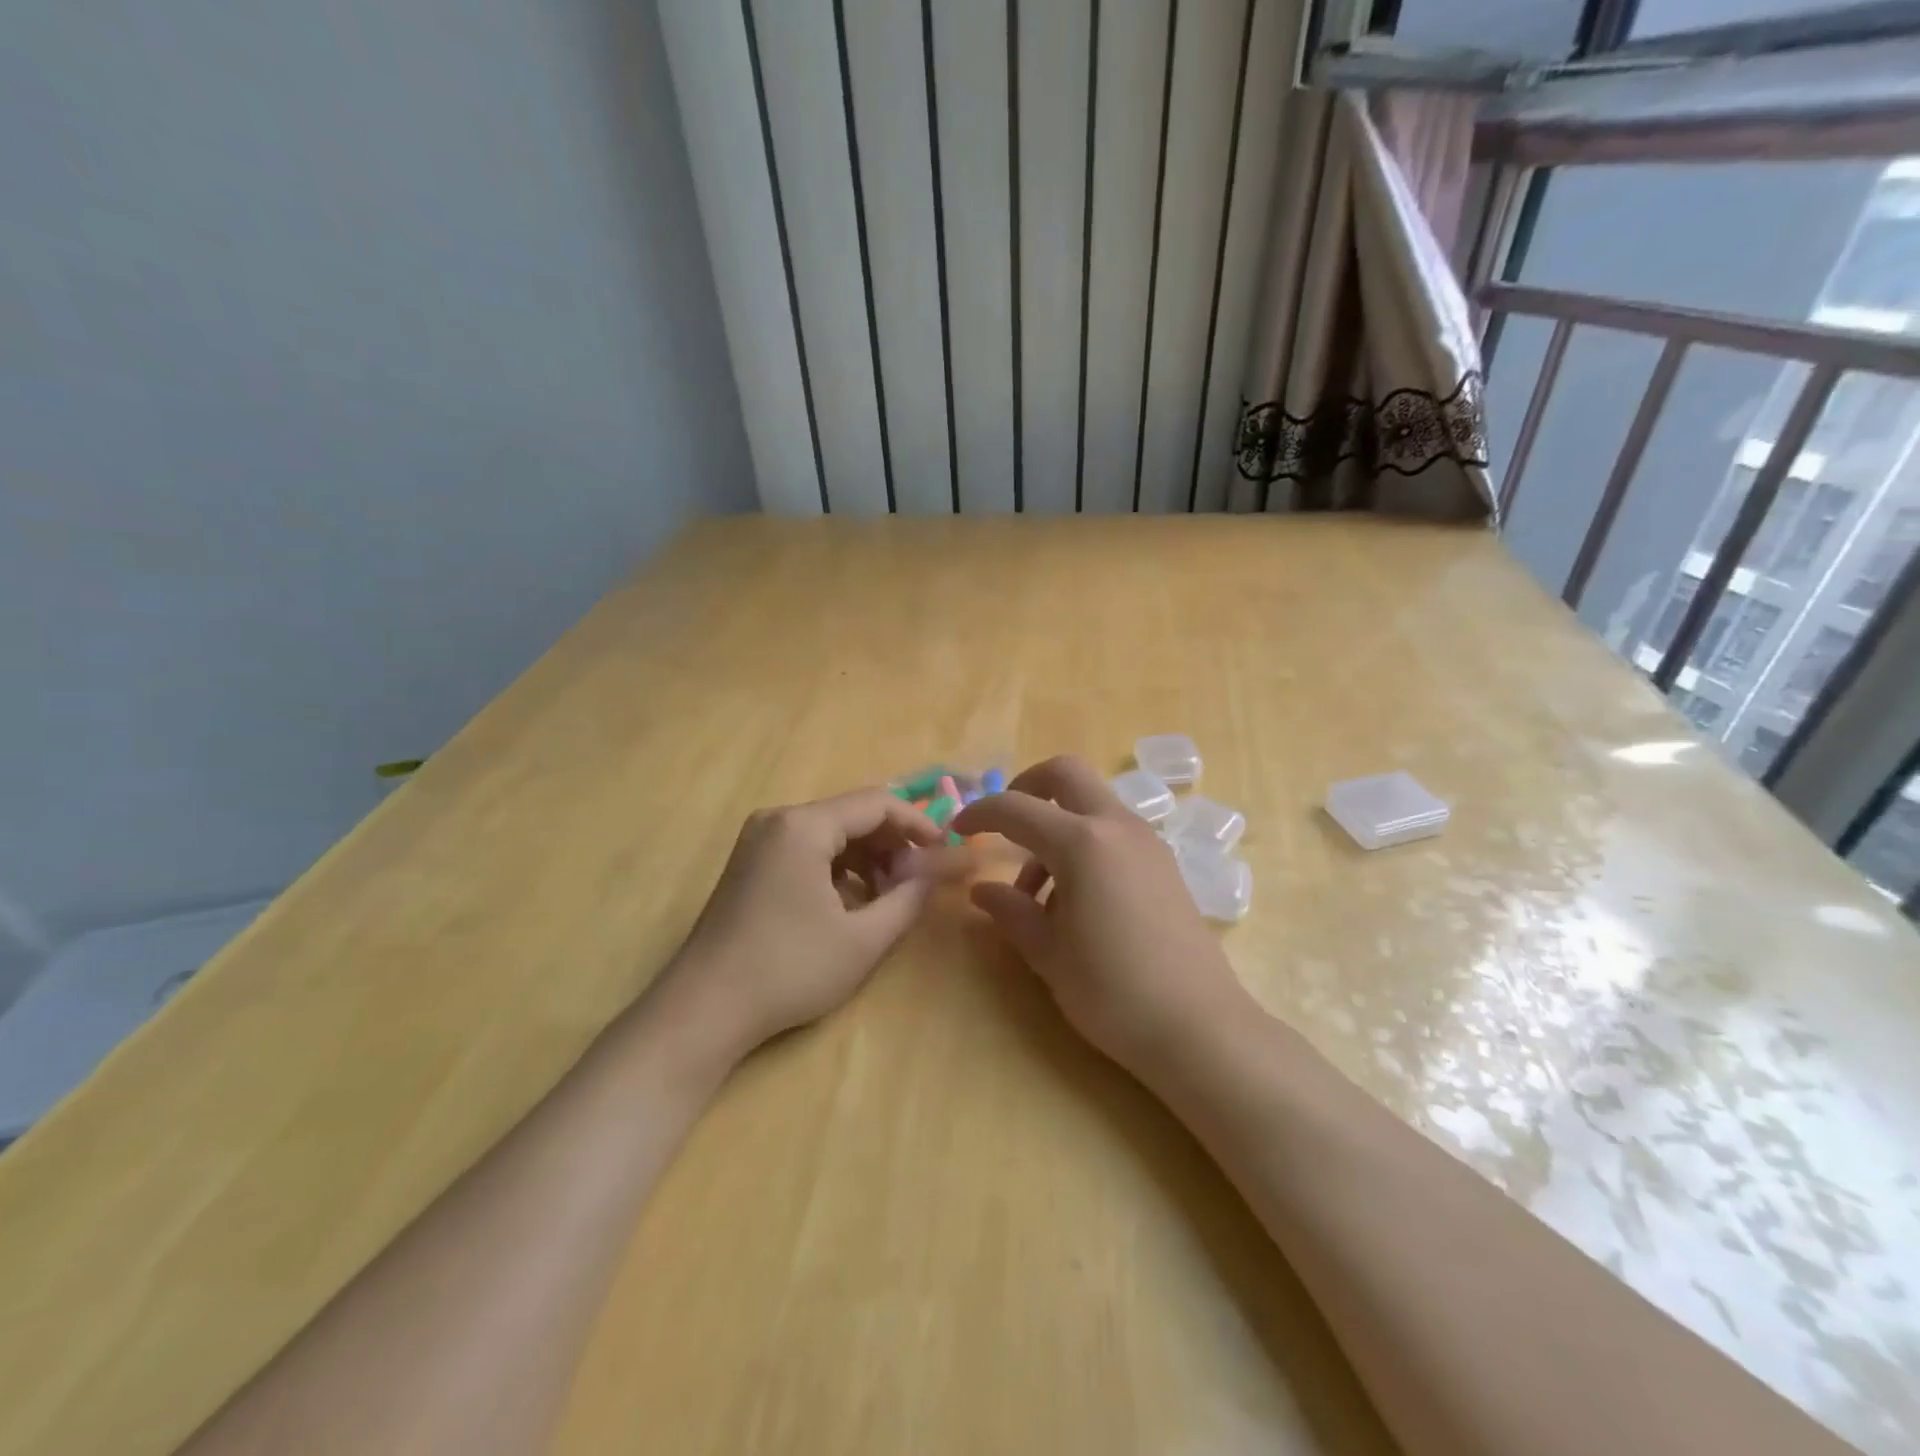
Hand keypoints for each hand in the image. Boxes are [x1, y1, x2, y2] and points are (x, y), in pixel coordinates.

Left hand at [659, 788, 947, 1055]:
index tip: (945, 855)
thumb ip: (911, 896)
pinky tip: (851, 906)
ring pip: (831, 834)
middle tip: (917, 884)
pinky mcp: (750, 863)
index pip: (878, 803)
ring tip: (887, 900)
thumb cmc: (789, 970)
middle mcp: (778, 819)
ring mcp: (759, 840)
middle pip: (852, 815)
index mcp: (803, 826)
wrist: (703, 1010)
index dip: (919, 825)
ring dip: (867, 859)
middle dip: (892, 845)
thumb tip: (944, 867)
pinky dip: (838, 870)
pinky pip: (807, 850)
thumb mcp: (863, 938)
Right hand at [952, 756, 1252, 1077]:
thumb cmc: (1112, 991)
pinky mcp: (1163, 864)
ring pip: (1090, 805)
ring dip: (1055, 825)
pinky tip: (1073, 901)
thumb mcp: (1048, 954)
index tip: (958, 830)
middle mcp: (1117, 827)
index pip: (1016, 808)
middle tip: (1004, 826)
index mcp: (1082, 843)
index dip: (981, 812)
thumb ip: (1011, 912)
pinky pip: (1113, 832)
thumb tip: (982, 891)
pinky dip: (1083, 844)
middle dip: (1026, 787)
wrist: (1199, 1028)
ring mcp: (1147, 842)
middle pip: (1066, 774)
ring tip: (1035, 894)